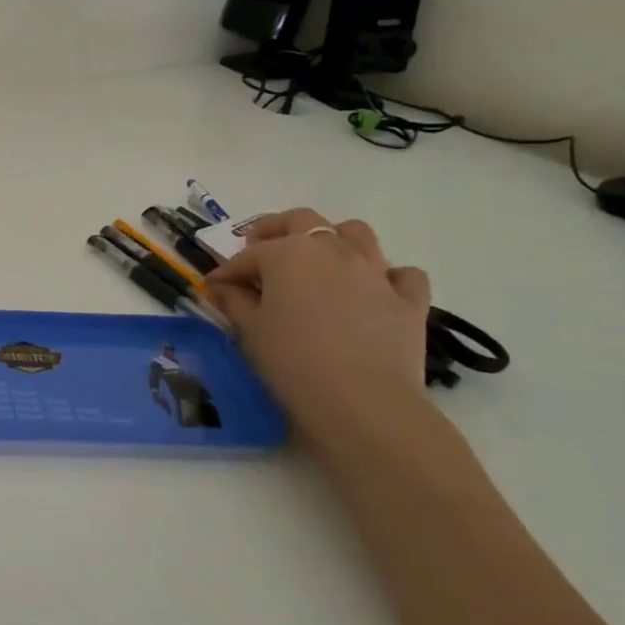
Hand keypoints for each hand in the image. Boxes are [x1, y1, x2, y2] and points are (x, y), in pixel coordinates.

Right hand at [204, 209, 433, 452]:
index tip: (215, 287)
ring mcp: (375, 271)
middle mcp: (331, 250)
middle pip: (302, 221)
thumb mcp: (250, 330)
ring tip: (321, 261)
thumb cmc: (292, 361)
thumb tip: (224, 287)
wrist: (362, 402)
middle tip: (262, 250)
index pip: (249, 255)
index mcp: (287, 253)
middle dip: (277, 230)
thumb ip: (234, 301)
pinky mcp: (408, 300)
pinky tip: (374, 292)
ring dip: (335, 240)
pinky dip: (387, 276)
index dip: (228, 271)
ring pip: (356, 233)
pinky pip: (402, 274)